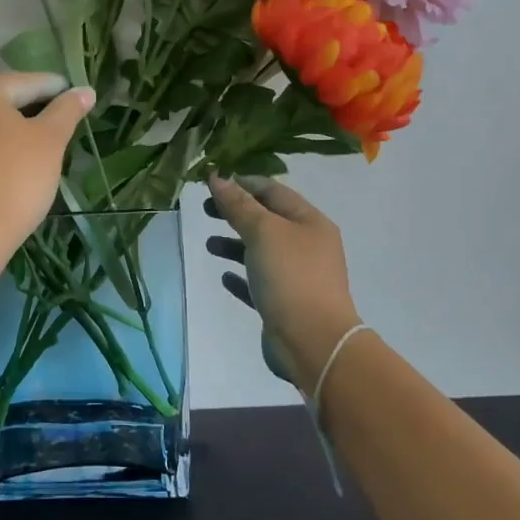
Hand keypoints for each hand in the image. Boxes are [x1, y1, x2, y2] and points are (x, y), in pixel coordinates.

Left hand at [0, 72, 93, 265]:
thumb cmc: (14, 179)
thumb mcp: (50, 141)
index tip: (76, 100)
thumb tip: (85, 91)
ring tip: (31, 147)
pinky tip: (2, 167)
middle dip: (28, 109)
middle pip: (0, 99)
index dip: (57, 91)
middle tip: (55, 125)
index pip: (29, 83)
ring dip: (4, 130)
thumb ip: (67, 111)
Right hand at [206, 174, 360, 389]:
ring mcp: (298, 276)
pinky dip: (242, 275)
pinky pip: (260, 282)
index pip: (273, 191)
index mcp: (310, 222)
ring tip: (209, 245)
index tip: (212, 183)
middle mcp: (307, 245)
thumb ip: (239, 205)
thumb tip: (217, 177)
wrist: (314, 343)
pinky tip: (225, 276)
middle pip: (267, 220)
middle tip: (205, 210)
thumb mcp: (263, 232)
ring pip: (262, 251)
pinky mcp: (285, 304)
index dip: (243, 183)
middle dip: (236, 212)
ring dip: (235, 243)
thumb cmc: (291, 277)